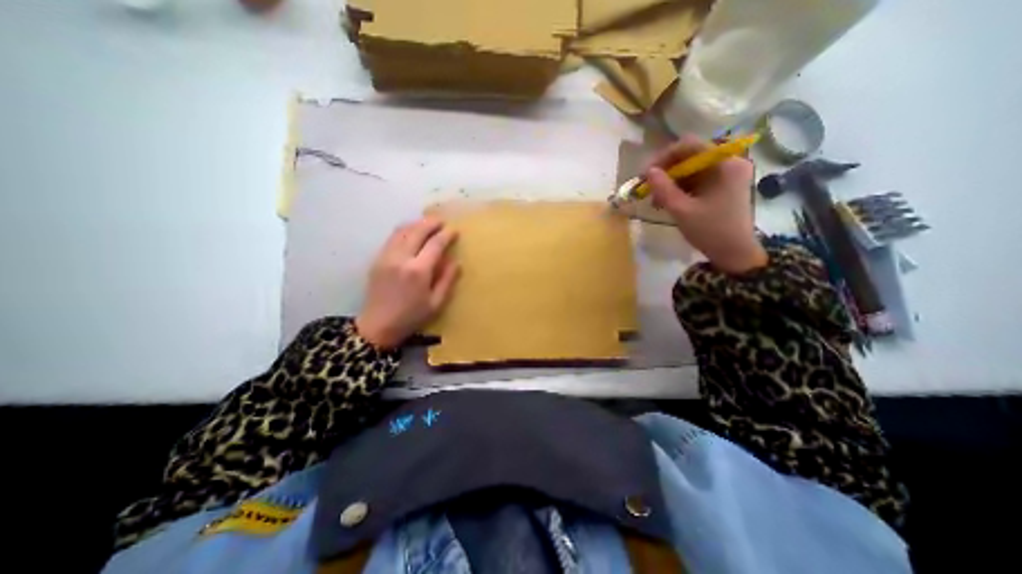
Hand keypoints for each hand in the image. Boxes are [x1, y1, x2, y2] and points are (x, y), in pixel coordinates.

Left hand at [357, 215, 458, 346]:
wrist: (377, 326)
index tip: (455, 230)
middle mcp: (401, 258)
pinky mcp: (377, 259)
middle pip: (417, 231)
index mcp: (418, 271)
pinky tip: (411, 233)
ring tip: (427, 223)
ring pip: (402, 231)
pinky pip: (392, 238)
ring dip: (416, 224)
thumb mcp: (436, 303)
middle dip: (431, 223)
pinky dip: (404, 230)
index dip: (446, 235)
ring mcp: (386, 257)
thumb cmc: (411, 317)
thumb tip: (456, 261)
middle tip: (442, 221)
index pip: (435, 244)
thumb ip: (447, 280)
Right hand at [645, 137, 765, 274]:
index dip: (663, 157)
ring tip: (655, 200)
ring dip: (670, 182)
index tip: (645, 174)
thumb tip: (648, 171)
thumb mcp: (682, 211)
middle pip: (690, 156)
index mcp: (725, 163)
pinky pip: (696, 179)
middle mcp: (729, 162)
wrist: (735, 254)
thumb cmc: (711, 231)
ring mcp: (727, 174)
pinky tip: (667, 202)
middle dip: (665, 171)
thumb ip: (664, 189)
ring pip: (691, 169)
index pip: (690, 145)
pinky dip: (680, 188)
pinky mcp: (723, 185)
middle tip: (648, 188)